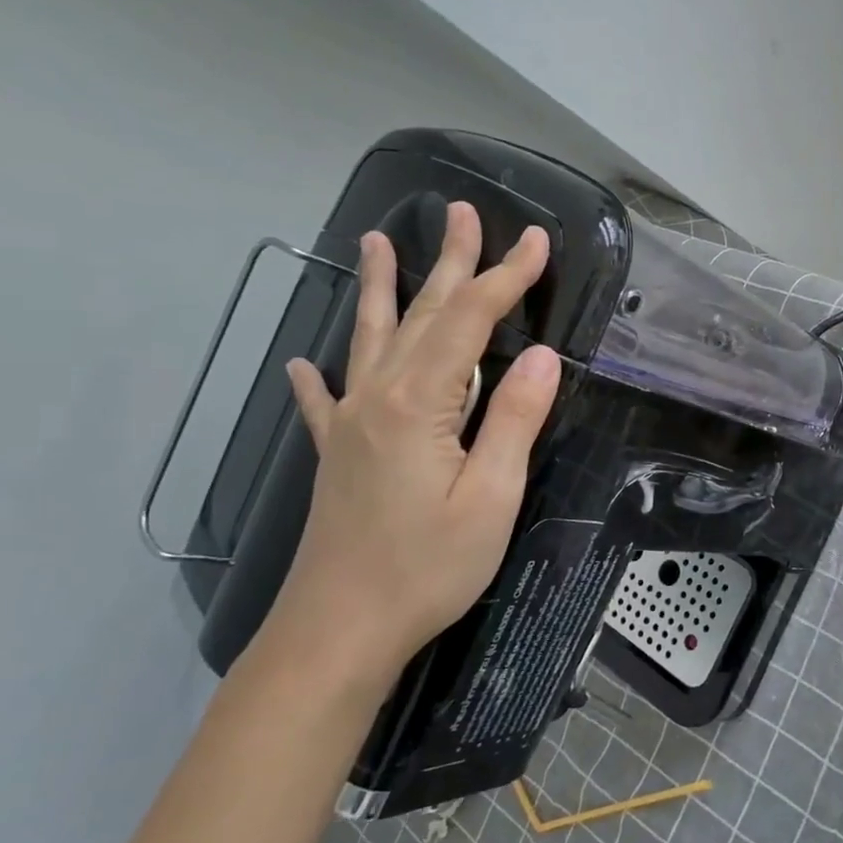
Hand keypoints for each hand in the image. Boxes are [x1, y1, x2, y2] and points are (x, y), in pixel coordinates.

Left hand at [262, 203, 561, 691]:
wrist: (339, 629)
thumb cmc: (427, 568)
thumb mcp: (491, 497)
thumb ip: (514, 419)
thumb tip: (539, 355)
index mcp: (419, 404)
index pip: (471, 322)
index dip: (505, 278)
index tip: (534, 241)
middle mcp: (378, 398)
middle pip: (420, 315)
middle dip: (450, 264)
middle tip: (463, 213)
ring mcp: (351, 425)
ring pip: (369, 340)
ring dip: (377, 289)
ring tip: (375, 243)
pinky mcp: (338, 456)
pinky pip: (326, 402)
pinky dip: (320, 377)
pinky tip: (303, 363)